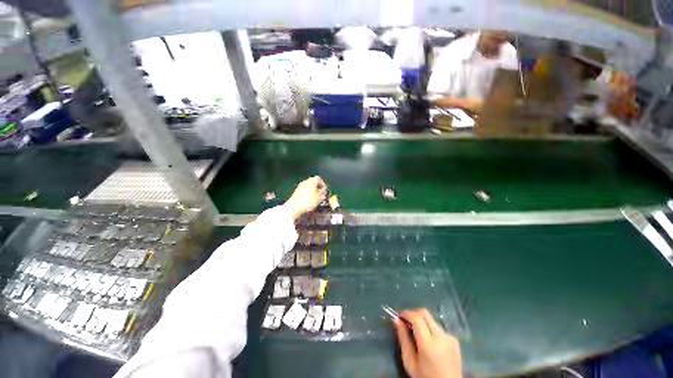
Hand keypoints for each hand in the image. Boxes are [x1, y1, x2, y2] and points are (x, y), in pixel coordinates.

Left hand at [284, 176, 326, 220]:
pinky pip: (304, 191)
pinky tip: (309, 201)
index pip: (318, 179)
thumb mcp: (319, 198)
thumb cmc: (308, 201)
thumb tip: (323, 191)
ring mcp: (299, 187)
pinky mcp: (296, 193)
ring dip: (313, 192)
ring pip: (308, 187)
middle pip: (313, 182)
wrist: (294, 208)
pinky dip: (308, 195)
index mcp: (311, 181)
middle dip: (318, 188)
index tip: (325, 190)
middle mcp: (305, 182)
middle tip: (321, 195)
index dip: (323, 184)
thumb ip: (322, 193)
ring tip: (316, 199)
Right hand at [394, 308, 462, 377]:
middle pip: (424, 313)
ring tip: (416, 333)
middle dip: (412, 313)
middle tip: (405, 321)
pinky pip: (438, 328)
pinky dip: (430, 329)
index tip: (398, 316)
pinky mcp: (455, 339)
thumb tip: (395, 319)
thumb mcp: (409, 362)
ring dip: (421, 321)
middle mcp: (441, 337)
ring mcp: (450, 337)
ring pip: (431, 319)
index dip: (406, 313)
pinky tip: (428, 341)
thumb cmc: (425, 377)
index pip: (416, 317)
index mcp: (429, 344)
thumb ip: (403, 339)